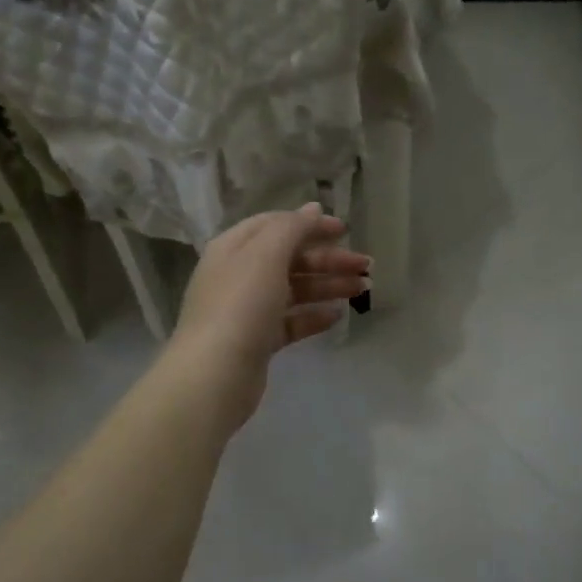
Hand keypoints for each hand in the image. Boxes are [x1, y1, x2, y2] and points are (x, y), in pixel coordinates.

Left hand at [168, 203, 370, 429]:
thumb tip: (313, 208)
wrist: (215, 374)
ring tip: (363, 289)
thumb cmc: (241, 304)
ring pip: (294, 290)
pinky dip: (314, 315)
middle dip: (328, 259)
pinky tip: (338, 315)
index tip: (346, 230)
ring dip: (328, 285)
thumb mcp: (266, 254)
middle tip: (366, 266)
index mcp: (234, 247)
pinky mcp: (257, 340)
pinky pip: (290, 321)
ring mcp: (247, 309)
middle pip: (290, 258)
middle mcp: (238, 274)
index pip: (276, 225)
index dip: (310, 225)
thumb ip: (292, 228)